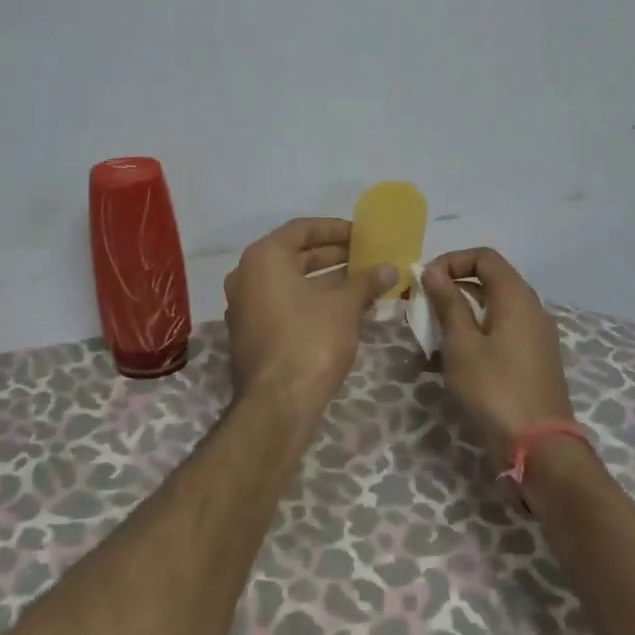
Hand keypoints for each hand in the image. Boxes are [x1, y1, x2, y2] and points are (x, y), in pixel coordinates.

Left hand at [224, 218, 394, 420]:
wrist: (276, 405)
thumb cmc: (309, 341)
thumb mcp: (344, 307)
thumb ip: (365, 281)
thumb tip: (389, 268)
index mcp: (263, 258)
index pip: (302, 229)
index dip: (335, 229)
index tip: (362, 234)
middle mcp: (247, 276)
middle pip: (294, 255)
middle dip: (333, 256)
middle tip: (366, 257)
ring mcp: (245, 306)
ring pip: (290, 282)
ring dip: (326, 281)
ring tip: (363, 283)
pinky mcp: (251, 333)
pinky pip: (284, 304)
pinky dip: (311, 302)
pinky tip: (344, 310)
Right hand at [422, 247, 573, 472]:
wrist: (539, 450)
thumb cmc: (494, 389)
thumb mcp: (461, 344)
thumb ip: (447, 303)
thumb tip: (434, 272)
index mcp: (516, 297)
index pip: (484, 257)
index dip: (451, 261)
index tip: (425, 282)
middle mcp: (530, 310)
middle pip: (486, 283)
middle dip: (449, 292)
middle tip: (420, 312)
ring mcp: (534, 338)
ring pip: (489, 313)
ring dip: (456, 320)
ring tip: (426, 344)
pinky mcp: (531, 362)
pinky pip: (497, 337)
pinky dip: (471, 341)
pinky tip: (444, 366)